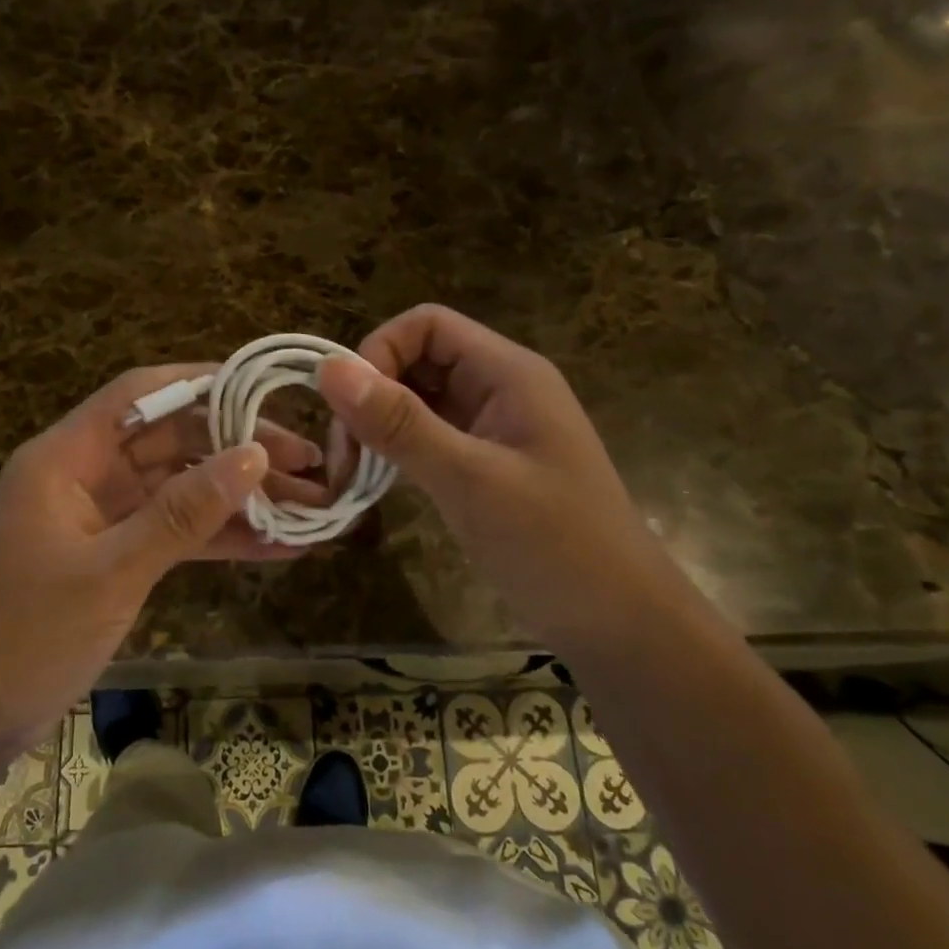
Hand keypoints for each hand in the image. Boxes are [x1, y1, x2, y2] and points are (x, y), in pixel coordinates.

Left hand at [0, 364, 329, 751]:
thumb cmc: (25, 636)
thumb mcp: (111, 571)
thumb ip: (184, 513)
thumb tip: (254, 455)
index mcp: (66, 457)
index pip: (140, 394)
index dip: (204, 384)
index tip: (266, 392)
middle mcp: (86, 475)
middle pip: (172, 441)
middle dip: (239, 449)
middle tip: (310, 463)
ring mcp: (102, 518)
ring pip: (181, 491)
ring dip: (239, 499)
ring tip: (310, 507)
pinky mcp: (115, 557)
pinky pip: (174, 534)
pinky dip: (219, 539)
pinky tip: (276, 549)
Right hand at [316, 304, 686, 653]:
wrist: (620, 623)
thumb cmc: (555, 545)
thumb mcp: (470, 480)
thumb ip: (400, 423)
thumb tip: (328, 368)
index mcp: (508, 373)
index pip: (426, 325)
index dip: (378, 352)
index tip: (349, 410)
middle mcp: (500, 388)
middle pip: (418, 359)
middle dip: (372, 394)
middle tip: (344, 454)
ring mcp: (493, 427)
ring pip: (419, 400)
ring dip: (379, 425)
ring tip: (353, 473)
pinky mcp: (485, 463)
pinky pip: (429, 435)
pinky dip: (398, 450)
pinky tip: (379, 481)